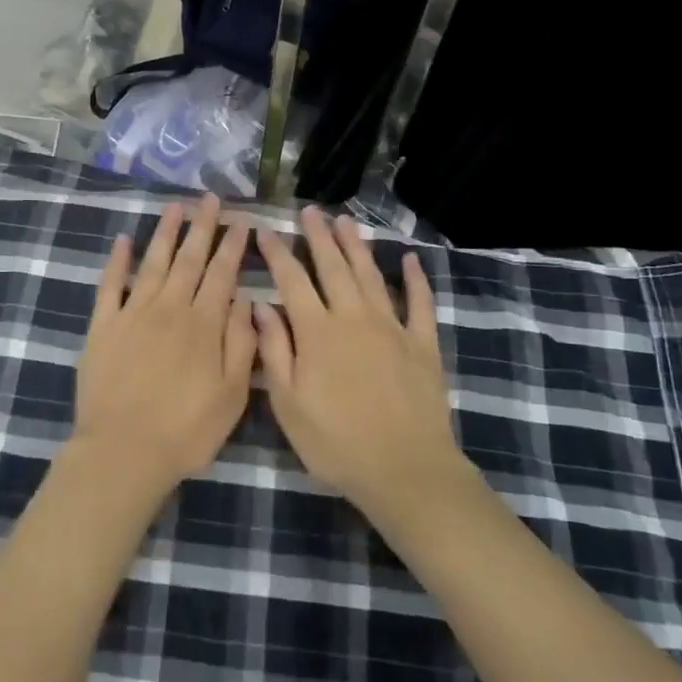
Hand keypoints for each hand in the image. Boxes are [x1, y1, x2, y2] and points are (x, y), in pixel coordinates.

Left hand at [71, 195, 255, 495]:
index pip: (221, 274)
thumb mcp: (232, 395)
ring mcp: (132, 314)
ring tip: (175, 207)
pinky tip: (123, 240)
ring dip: (165, 233)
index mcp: (203, 325)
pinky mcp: (103, 326)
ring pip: (153, 263)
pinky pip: (110, 285)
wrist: (123, 452)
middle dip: (202, 227)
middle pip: (189, 259)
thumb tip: (244, 300)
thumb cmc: (186, 430)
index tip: (241, 221)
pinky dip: (117, 261)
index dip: (232, 246)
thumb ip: (241, 344)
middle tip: (210, 198)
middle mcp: (169, 309)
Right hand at [255, 209, 466, 521]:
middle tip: (310, 211)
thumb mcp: (289, 404)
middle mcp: (354, 318)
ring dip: (356, 246)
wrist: (405, 470)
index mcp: (317, 332)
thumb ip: (274, 351)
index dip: (278, 254)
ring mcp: (392, 327)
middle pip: (333, 267)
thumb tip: (259, 306)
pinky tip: (410, 260)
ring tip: (345, 221)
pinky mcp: (422, 344)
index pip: (292, 281)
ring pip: (370, 276)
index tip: (266, 231)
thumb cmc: (336, 443)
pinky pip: (420, 303)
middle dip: (319, 237)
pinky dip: (415, 280)